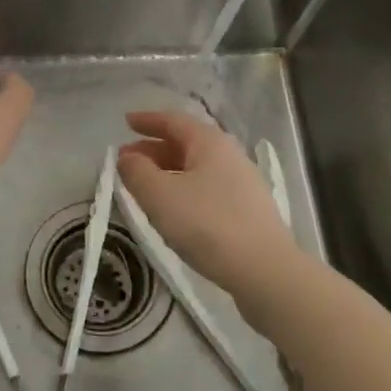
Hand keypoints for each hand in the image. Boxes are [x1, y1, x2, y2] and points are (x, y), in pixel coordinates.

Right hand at [117, 110, 299, 302]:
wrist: (264, 270)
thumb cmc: (207, 224)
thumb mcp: (160, 196)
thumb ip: (137, 173)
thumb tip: (127, 157)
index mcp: (210, 143)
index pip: (174, 121)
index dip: (147, 120)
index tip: (126, 122)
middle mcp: (229, 155)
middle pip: (186, 143)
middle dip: (154, 149)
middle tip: (126, 160)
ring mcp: (242, 183)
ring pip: (197, 168)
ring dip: (168, 171)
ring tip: (145, 187)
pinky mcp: (247, 210)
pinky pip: (207, 188)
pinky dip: (184, 189)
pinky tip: (174, 209)